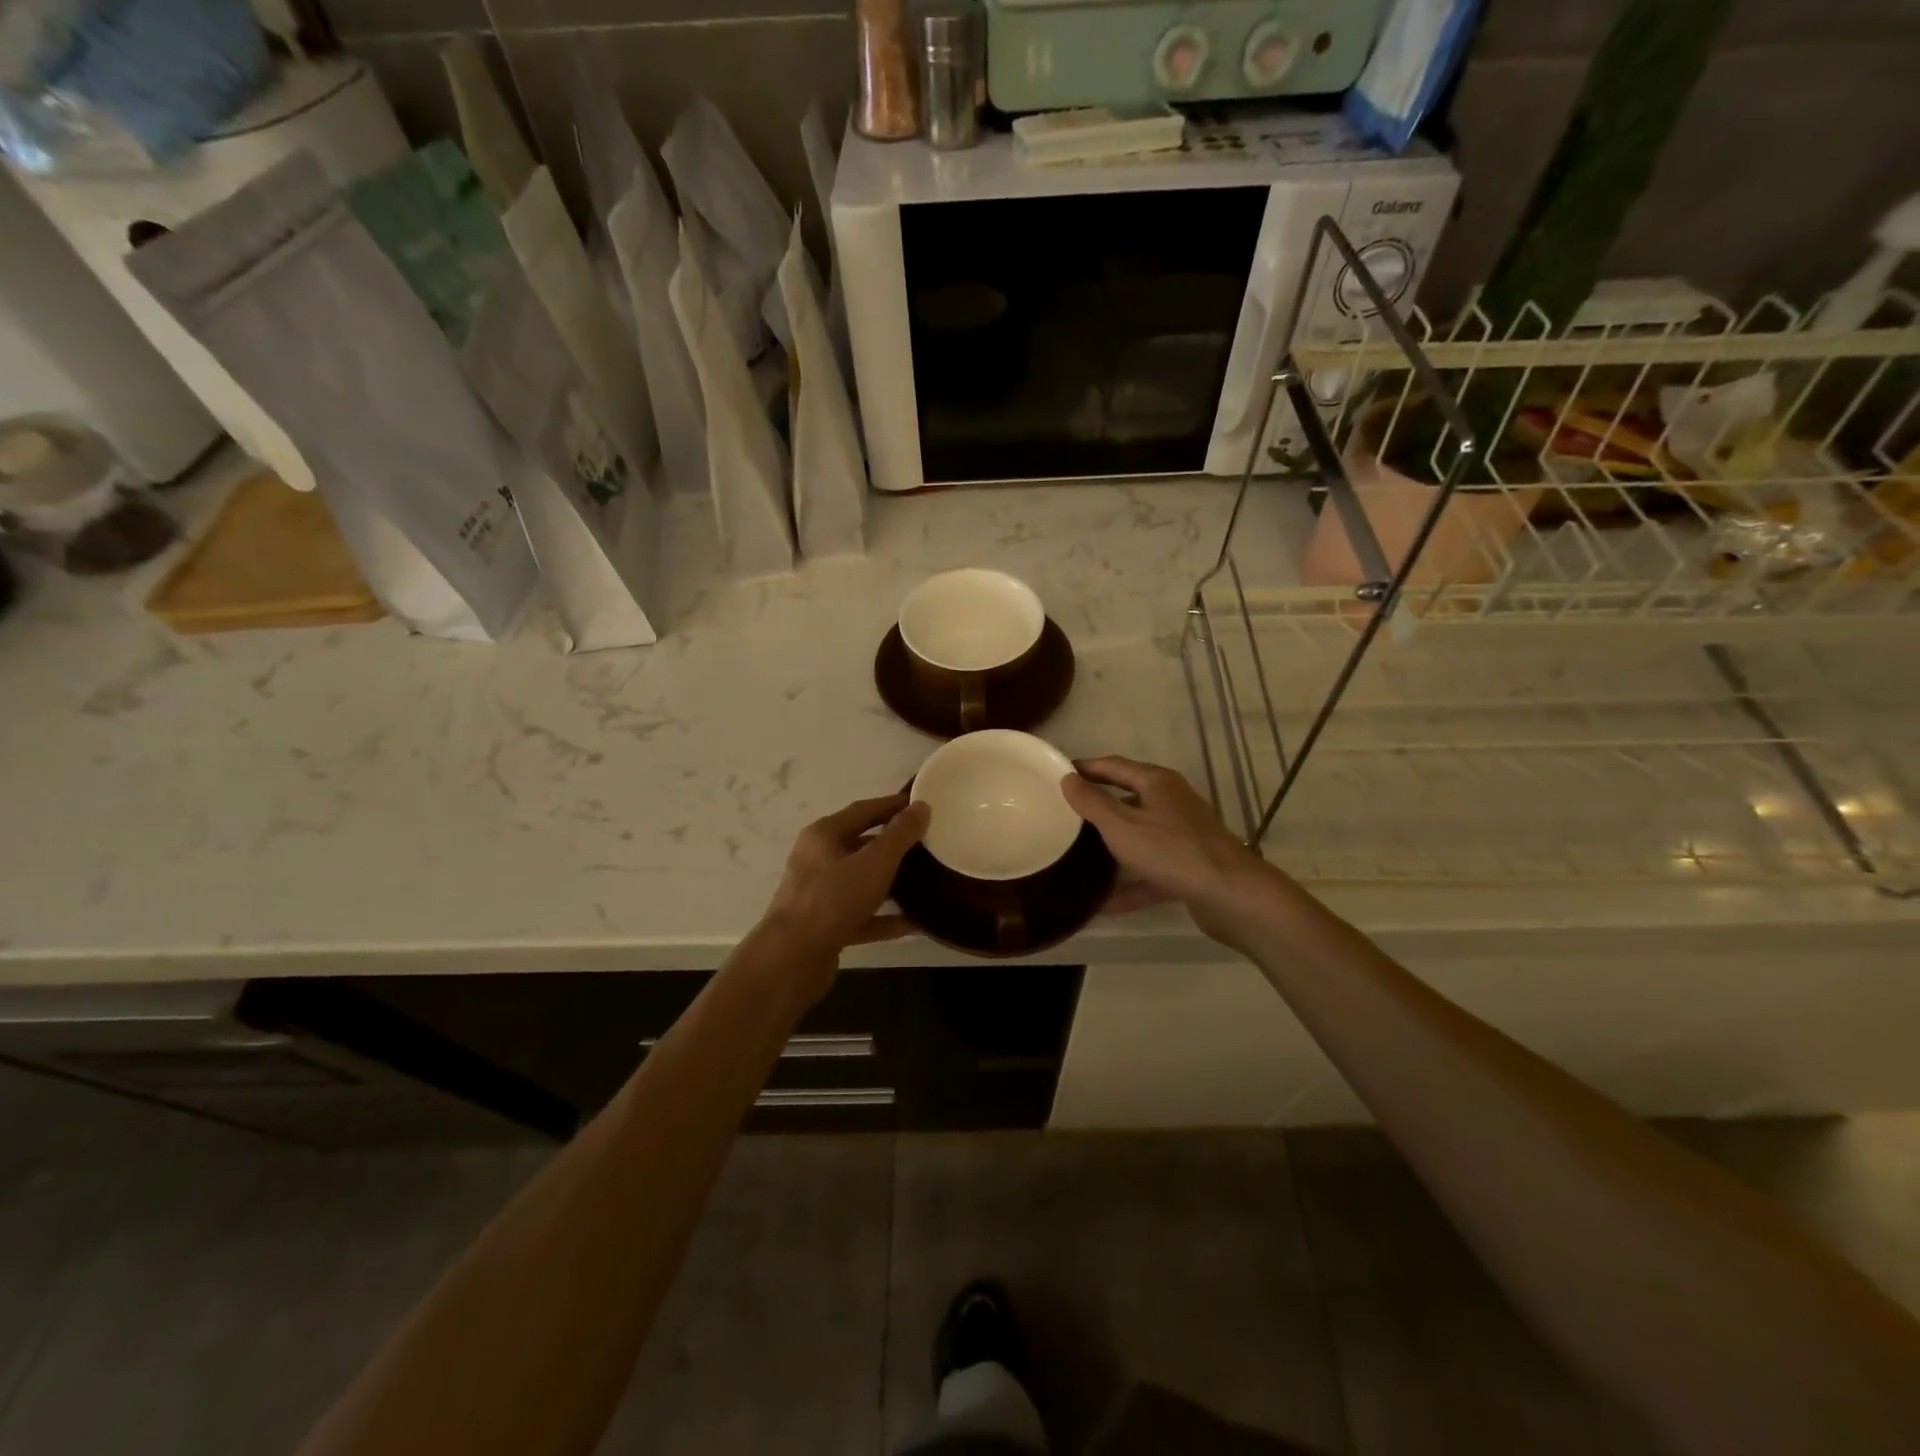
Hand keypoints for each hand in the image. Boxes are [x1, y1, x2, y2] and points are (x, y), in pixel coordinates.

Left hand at [762, 793, 929, 963]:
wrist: (793, 958)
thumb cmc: (833, 899)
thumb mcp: (874, 862)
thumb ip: (900, 834)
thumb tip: (921, 806)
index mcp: (824, 835)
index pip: (863, 810)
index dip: (893, 805)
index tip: (922, 805)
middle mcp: (818, 860)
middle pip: (861, 845)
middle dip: (894, 844)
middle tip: (928, 843)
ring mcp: (820, 895)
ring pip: (862, 881)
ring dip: (892, 881)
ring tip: (926, 880)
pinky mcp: (826, 926)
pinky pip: (862, 915)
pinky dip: (886, 917)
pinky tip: (915, 923)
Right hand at [1061, 756, 1278, 947]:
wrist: (1231, 894)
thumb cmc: (1171, 850)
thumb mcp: (1121, 825)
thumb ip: (1092, 803)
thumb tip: (1068, 778)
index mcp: (1157, 782)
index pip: (1114, 766)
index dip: (1086, 768)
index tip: (1058, 774)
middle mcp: (1172, 802)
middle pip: (1128, 797)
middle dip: (1098, 805)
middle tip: (1064, 813)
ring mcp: (1183, 835)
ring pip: (1140, 835)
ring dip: (1112, 845)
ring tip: (1079, 854)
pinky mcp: (1189, 866)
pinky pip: (1151, 871)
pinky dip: (1130, 883)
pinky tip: (1104, 904)